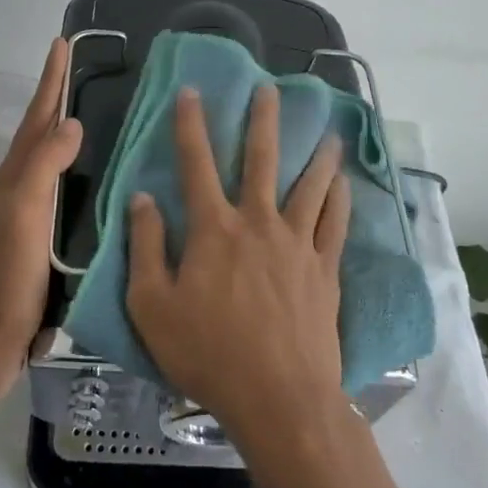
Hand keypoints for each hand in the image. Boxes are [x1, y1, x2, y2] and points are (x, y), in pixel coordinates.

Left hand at [0, 39, 82, 384]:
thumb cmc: (7, 274)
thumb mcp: (24, 212)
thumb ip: (45, 165)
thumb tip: (71, 121)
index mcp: (14, 175)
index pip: (37, 116)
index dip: (50, 80)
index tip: (62, 43)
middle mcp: (19, 187)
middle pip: (40, 131)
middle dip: (58, 98)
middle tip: (82, 70)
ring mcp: (28, 213)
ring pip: (51, 159)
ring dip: (66, 131)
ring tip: (94, 113)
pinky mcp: (40, 237)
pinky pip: (62, 188)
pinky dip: (76, 169)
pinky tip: (95, 177)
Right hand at [125, 83, 349, 448]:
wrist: (278, 398)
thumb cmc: (207, 354)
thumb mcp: (152, 306)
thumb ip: (145, 247)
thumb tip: (143, 198)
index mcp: (213, 229)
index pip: (196, 163)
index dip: (190, 124)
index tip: (191, 91)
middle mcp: (258, 223)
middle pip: (261, 159)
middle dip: (263, 120)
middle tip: (270, 88)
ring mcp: (297, 244)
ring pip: (309, 186)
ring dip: (316, 155)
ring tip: (328, 131)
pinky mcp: (324, 270)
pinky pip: (335, 224)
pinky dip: (340, 199)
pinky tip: (344, 183)